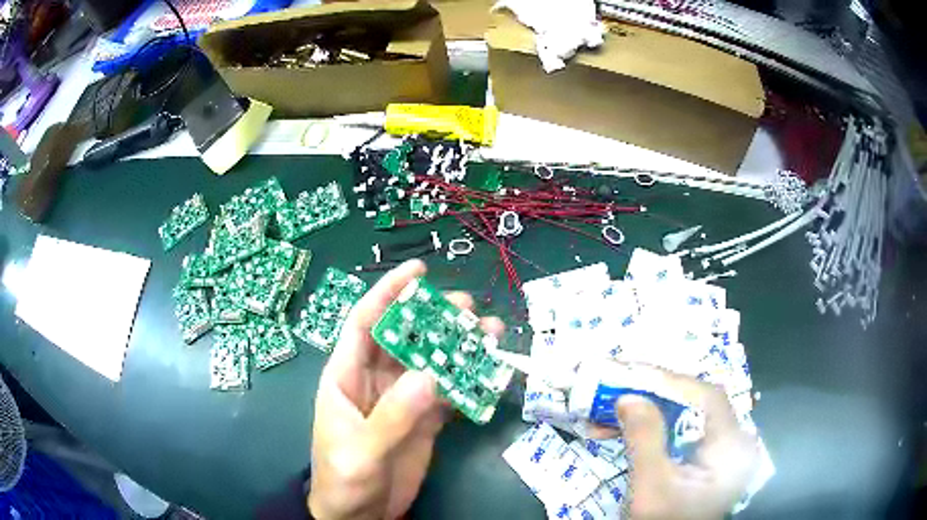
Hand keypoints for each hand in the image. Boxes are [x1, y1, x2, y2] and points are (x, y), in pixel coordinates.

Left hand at [308, 259, 503, 519]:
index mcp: (346, 377)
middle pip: (406, 338)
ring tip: (490, 334)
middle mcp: (375, 381)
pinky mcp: (424, 421)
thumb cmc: (343, 480)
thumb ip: (392, 417)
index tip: (417, 271)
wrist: (358, 516)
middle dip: (434, 318)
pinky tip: (489, 373)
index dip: (387, 293)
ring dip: (459, 347)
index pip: (364, 323)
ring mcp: (403, 401)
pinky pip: (447, 394)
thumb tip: (430, 376)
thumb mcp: (360, 452)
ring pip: (432, 363)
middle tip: (468, 309)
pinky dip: (468, 382)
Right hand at [596, 366, 759, 519]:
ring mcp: (721, 451)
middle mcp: (734, 443)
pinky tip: (626, 430)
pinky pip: (682, 432)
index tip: (633, 374)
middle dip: (656, 395)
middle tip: (620, 387)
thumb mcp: (650, 487)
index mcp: (732, 449)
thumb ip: (644, 440)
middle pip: (698, 404)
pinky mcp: (706, 458)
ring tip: (613, 411)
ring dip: (650, 411)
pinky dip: (653, 428)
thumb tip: (628, 396)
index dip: (673, 381)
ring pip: (687, 416)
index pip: (709, 399)